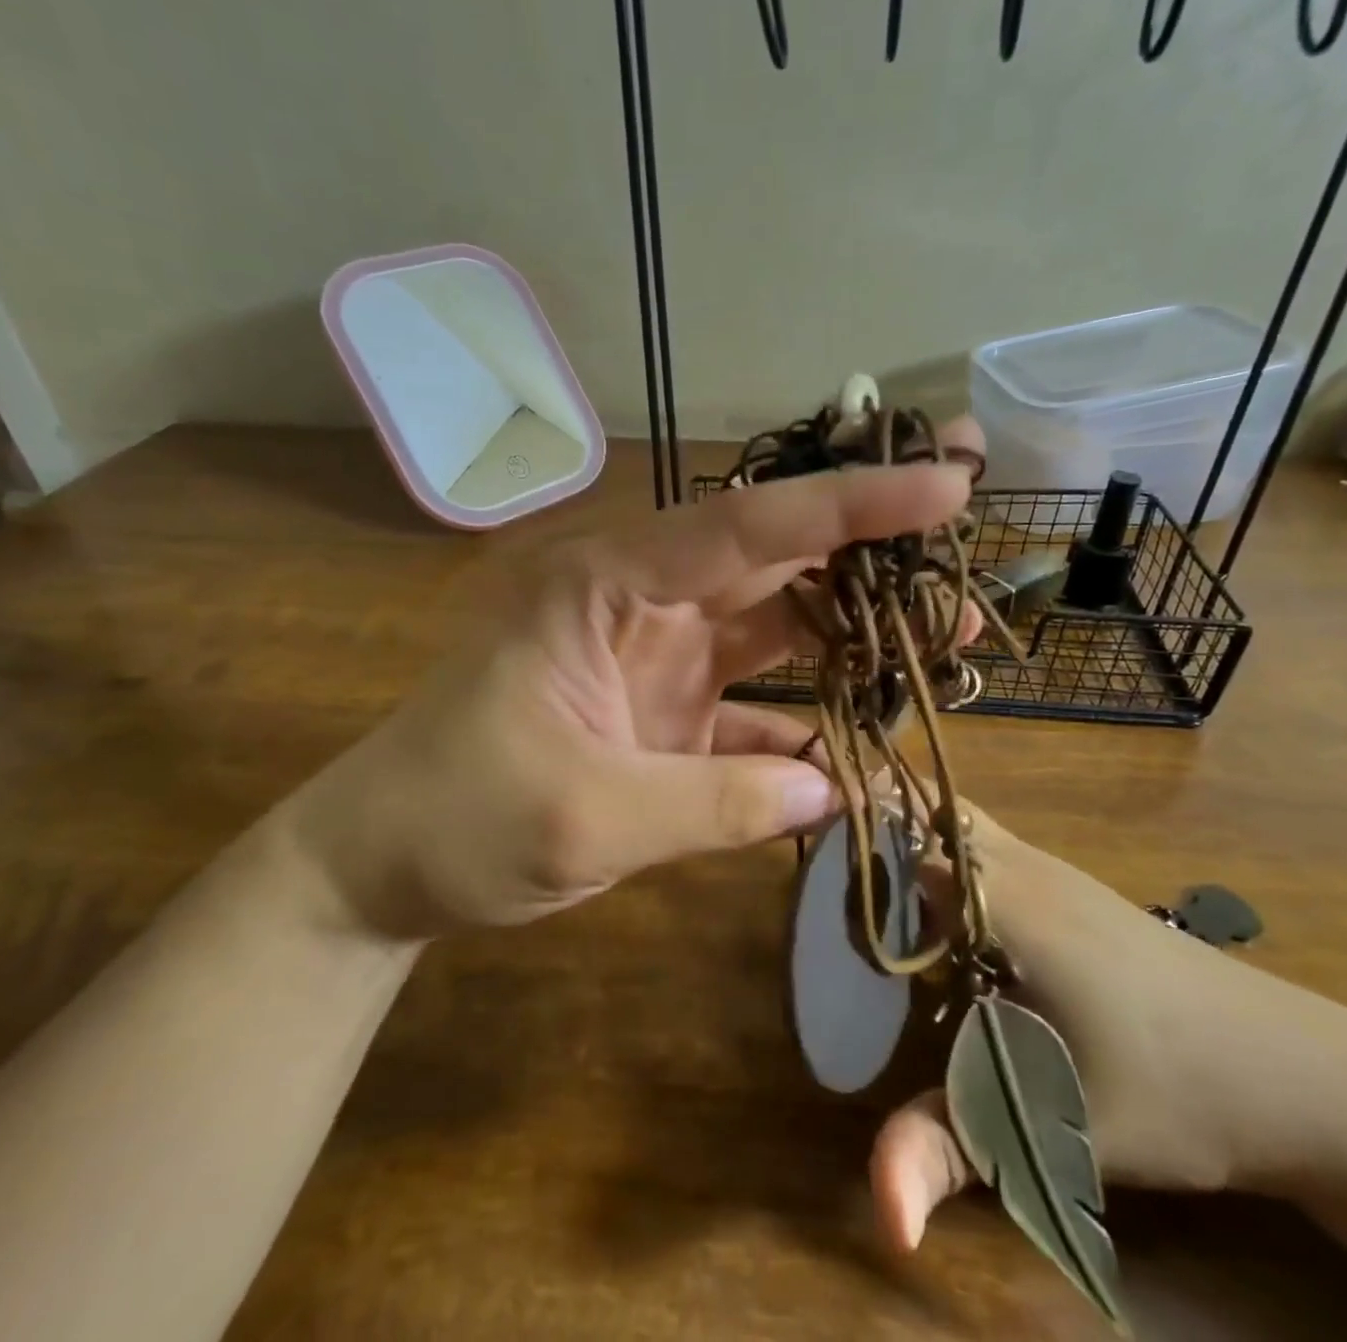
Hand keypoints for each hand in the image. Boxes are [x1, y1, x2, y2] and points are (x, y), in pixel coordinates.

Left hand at [266, 423, 984, 940]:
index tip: (944, 482)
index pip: (746, 526)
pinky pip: (753, 703)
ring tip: (947, 636)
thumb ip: (715, 801)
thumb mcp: (586, 816)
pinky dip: (805, 722)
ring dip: (853, 632)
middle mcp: (640, 602)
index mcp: (606, 585)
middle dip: (870, 545)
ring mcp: (656, 656)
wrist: (381, 864)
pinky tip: (863, 746)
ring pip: (774, 625)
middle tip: (965, 527)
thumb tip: (832, 789)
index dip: (849, 504)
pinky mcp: (664, 710)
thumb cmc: (455, 818)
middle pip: (772, 558)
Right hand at [870, 798, 1346, 1251]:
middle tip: (827, 887)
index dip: (847, 850)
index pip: (901, 840)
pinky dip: (943, 855)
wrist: (1308, 1075)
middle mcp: (1021, 864)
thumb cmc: (1177, 1092)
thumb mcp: (1056, 1130)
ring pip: (956, 821)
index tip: (805, 885)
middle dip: (872, 832)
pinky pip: (984, 844)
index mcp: (1005, 898)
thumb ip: (952, 1153)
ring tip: (864, 897)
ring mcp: (1051, 869)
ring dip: (908, 841)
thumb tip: (879, 1216)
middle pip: (924, 810)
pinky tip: (938, 919)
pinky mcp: (1070, 887)